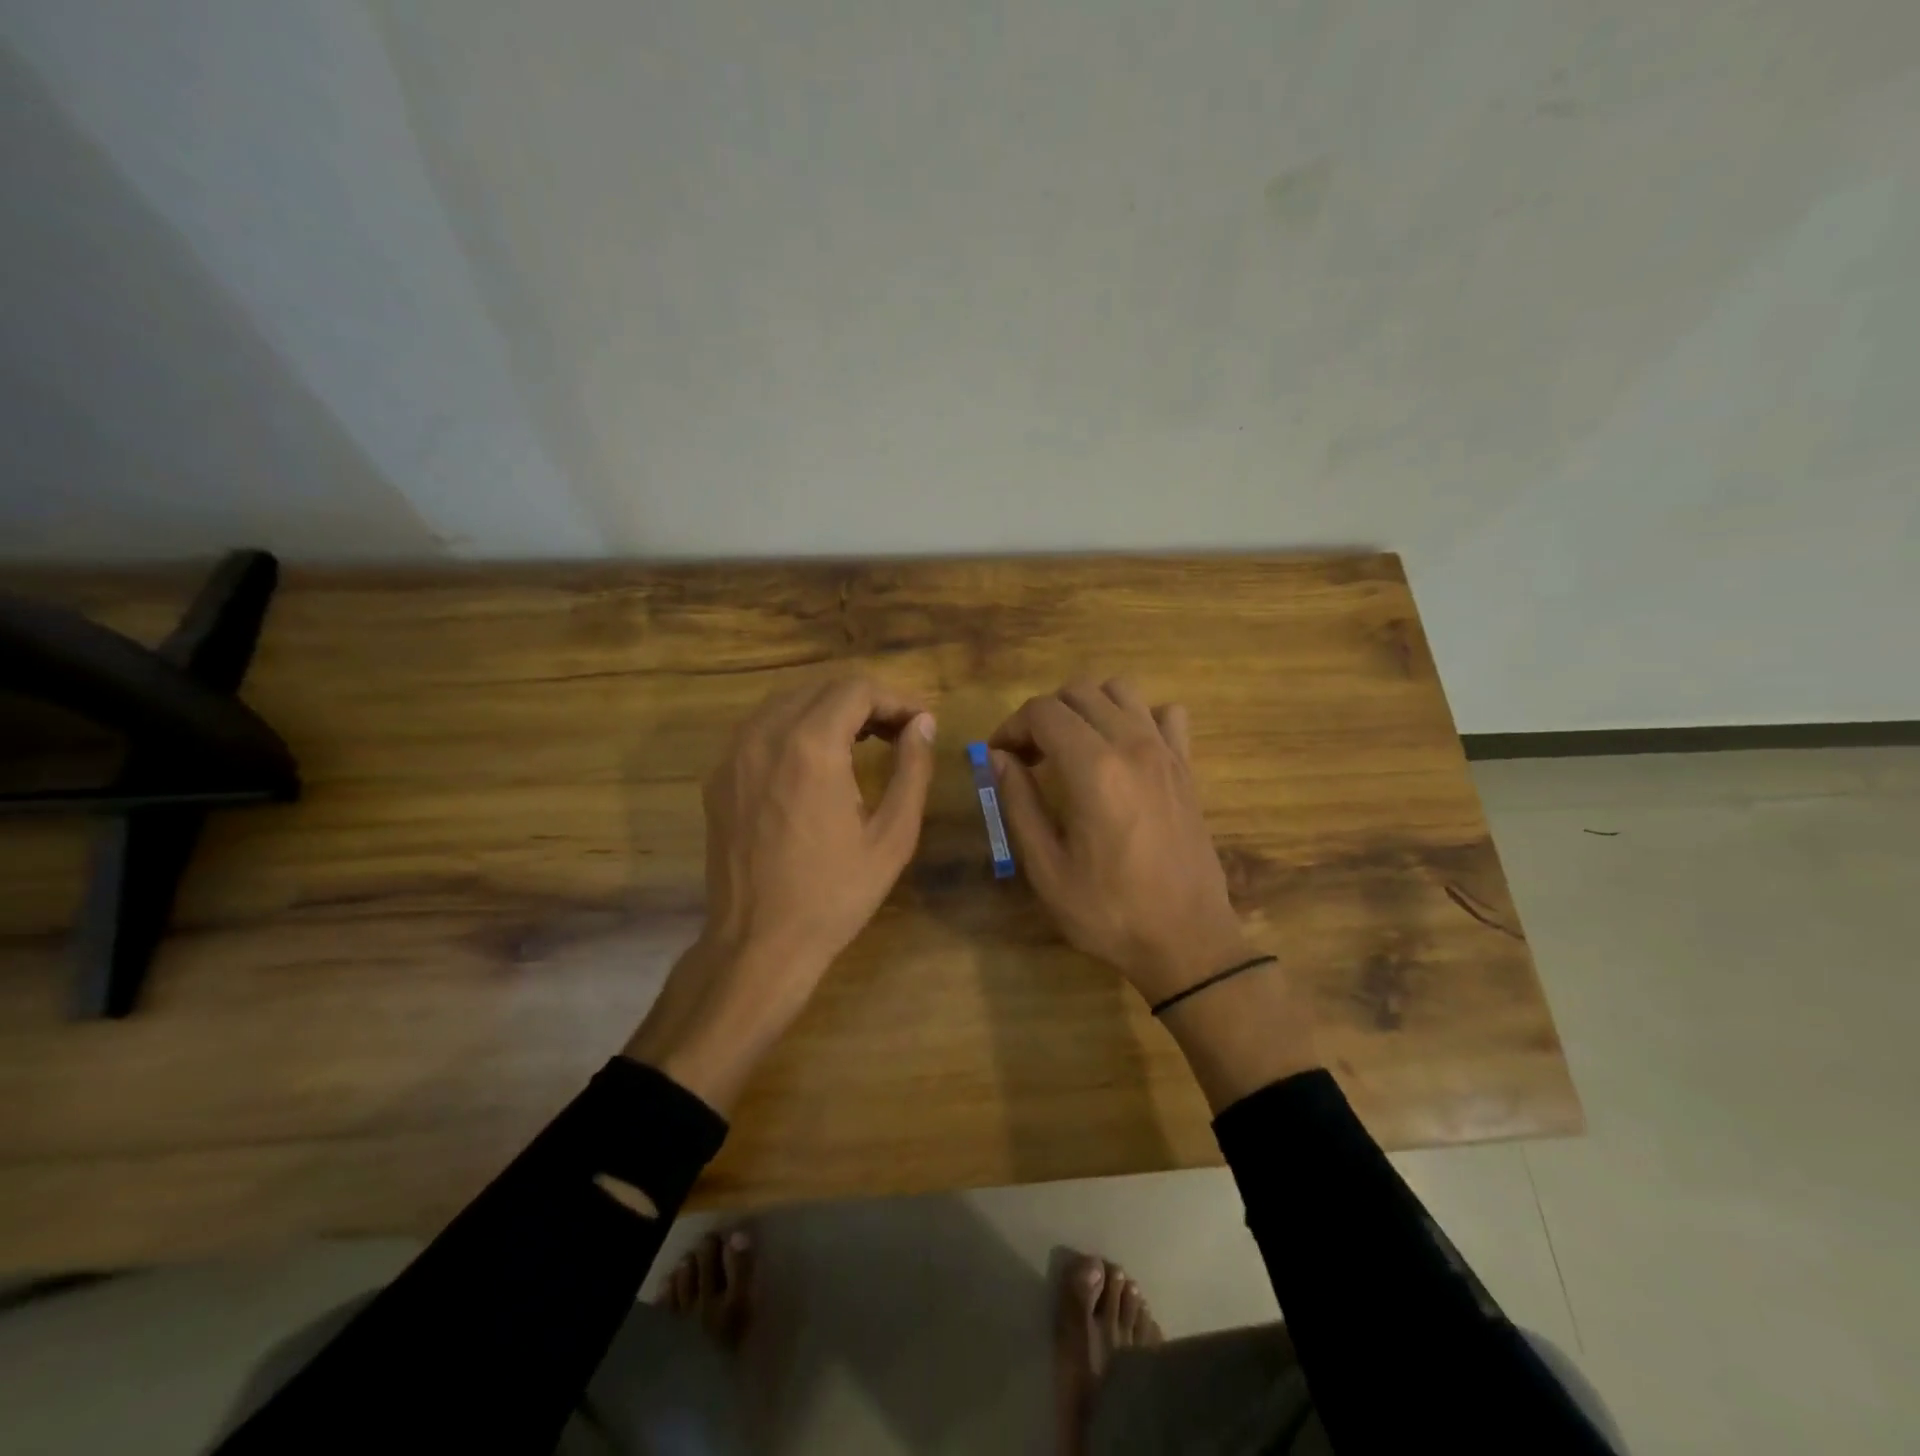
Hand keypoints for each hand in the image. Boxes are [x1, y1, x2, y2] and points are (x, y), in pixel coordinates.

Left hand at [626, 676, 936, 1109]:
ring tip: (862, 743)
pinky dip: (796, 728)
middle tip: (898, 734)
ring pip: (789, 702)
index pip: (857, 688)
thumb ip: (912, 769)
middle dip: (866, 701)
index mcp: (811, 746)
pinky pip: (762, 728)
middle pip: (822, 687)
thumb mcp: (892, 836)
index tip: (920, 724)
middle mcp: (766, 735)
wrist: (758, 943)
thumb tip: (924, 724)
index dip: (896, 698)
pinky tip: (817, 762)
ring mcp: (735, 754)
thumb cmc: (834, 894)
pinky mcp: (720, 776)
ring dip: (830, 710)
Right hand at [988, 678, 1253, 1005]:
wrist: (1186, 941)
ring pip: (1120, 690)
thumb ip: (1018, 803)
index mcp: (1093, 768)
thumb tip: (998, 757)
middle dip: (1044, 714)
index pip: (1042, 711)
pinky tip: (1123, 750)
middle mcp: (1132, 745)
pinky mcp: (1186, 767)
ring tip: (1071, 747)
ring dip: (1086, 707)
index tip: (999, 757)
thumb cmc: (1108, 911)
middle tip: (1029, 756)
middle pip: (1079, 691)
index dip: (1011, 726)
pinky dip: (1137, 716)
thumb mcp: (1046, 867)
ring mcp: (1166, 752)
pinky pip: (1164, 714)